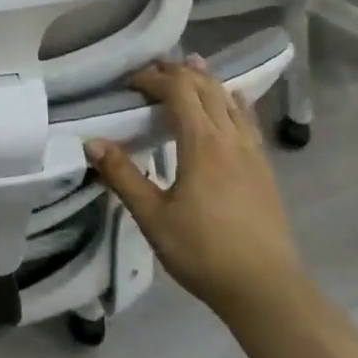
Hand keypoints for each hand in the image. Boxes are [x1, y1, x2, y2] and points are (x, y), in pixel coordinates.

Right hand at [85, 55, 305, 319]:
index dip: (154, 78)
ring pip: (230, 100)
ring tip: (191, 68)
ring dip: (208, 81)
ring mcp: (252, 153)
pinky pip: (248, 120)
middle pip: (207, 88)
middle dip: (179, 72)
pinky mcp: (264, 169)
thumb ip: (123, 176)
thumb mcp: (153, 217)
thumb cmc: (203, 252)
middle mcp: (230, 138)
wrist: (266, 289)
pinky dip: (233, 101)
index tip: (130, 82)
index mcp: (202, 144)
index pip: (179, 91)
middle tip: (154, 69)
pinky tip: (234, 102)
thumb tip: (92, 142)